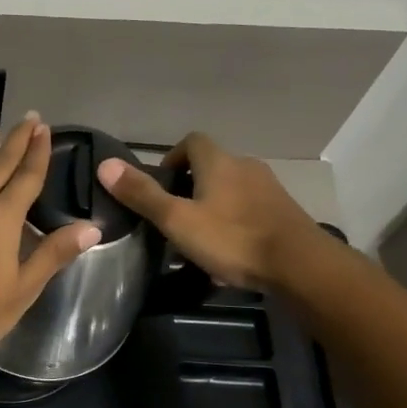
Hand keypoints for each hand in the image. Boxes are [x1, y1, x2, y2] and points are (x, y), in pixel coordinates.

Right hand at [96, 132, 323, 288]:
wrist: (301, 266)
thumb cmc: (233, 239)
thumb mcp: (177, 220)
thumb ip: (142, 194)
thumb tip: (105, 164)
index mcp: (218, 162)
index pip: (192, 141)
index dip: (172, 157)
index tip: (161, 184)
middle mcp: (246, 167)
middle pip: (212, 166)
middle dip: (191, 186)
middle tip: (174, 215)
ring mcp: (270, 190)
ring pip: (232, 190)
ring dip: (214, 206)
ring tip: (199, 237)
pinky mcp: (285, 214)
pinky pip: (251, 211)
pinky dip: (235, 223)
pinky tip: (229, 253)